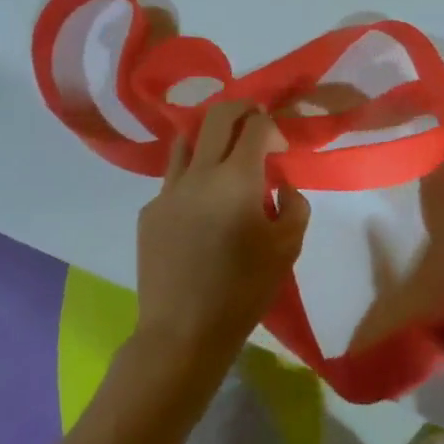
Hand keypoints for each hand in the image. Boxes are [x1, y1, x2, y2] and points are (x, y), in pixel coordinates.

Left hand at [134, 101, 310, 379]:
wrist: (182, 333)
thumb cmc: (243, 290)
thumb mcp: (288, 247)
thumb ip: (294, 205)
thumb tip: (281, 187)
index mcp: (237, 178)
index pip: (256, 126)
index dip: (273, 127)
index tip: (281, 148)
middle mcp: (199, 173)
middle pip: (218, 116)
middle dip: (242, 110)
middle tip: (256, 124)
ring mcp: (169, 190)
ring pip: (187, 140)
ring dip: (210, 139)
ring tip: (224, 159)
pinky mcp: (149, 211)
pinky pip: (173, 179)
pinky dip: (192, 178)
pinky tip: (201, 209)